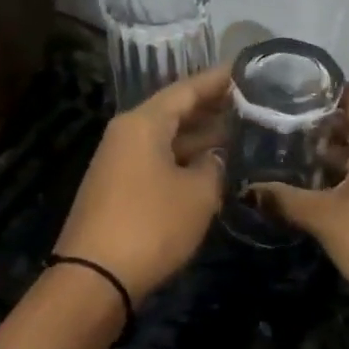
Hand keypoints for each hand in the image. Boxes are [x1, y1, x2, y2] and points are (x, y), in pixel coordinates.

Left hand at [54, 65, 231, 304]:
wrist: (95, 277)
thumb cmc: (151, 226)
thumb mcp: (198, 194)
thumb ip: (215, 167)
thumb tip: (216, 158)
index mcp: (143, 123)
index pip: (187, 89)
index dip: (219, 80)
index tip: (248, 70)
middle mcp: (127, 133)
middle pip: (175, 111)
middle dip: (213, 108)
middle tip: (253, 103)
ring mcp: (120, 161)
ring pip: (167, 138)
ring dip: (201, 137)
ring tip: (241, 133)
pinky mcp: (119, 188)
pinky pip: (158, 160)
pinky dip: (185, 159)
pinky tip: (211, 166)